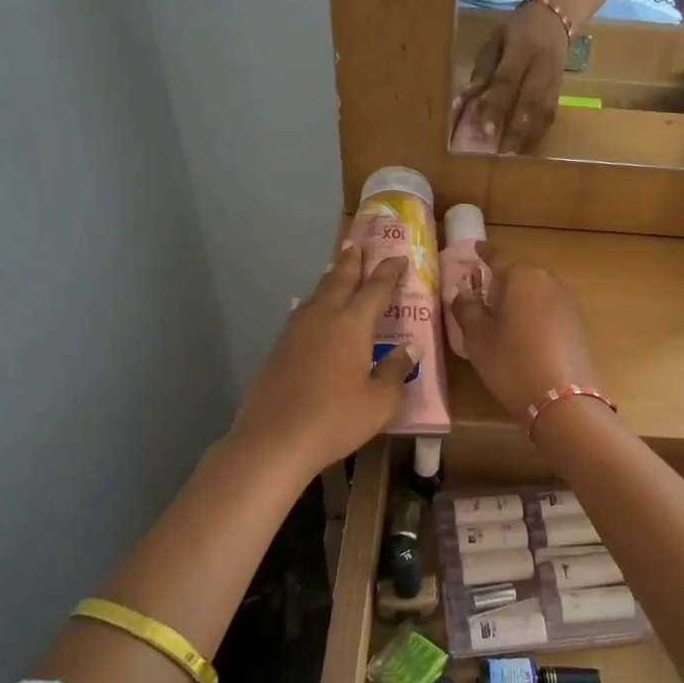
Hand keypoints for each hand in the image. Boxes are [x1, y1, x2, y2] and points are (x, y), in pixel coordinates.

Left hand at [231, 242, 413, 476]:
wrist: (274, 439)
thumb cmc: (336, 419)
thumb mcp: (380, 401)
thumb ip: (395, 371)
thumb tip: (409, 349)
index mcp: (353, 323)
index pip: (376, 288)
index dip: (389, 271)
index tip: (399, 257)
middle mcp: (324, 316)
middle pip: (340, 279)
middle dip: (352, 261)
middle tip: (357, 243)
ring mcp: (296, 330)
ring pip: (317, 293)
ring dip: (331, 277)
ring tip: (336, 268)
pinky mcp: (279, 347)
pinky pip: (302, 312)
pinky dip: (315, 302)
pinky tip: (313, 311)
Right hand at [449, 244, 600, 418]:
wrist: (563, 400)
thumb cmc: (511, 363)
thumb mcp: (477, 338)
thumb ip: (466, 309)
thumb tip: (462, 293)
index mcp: (521, 276)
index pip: (498, 256)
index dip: (483, 253)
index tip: (474, 249)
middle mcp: (548, 280)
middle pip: (520, 272)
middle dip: (501, 278)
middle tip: (482, 290)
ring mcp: (567, 302)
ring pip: (537, 290)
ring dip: (519, 297)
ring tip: (502, 314)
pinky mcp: (578, 324)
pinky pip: (549, 308)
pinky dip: (534, 313)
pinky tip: (524, 332)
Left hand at [456, 1, 567, 152]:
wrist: (555, 17)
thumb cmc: (516, 31)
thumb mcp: (494, 41)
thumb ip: (481, 72)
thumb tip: (463, 101)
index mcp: (521, 48)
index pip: (507, 81)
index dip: (496, 106)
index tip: (485, 131)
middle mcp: (542, 66)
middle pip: (531, 101)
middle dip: (516, 129)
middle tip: (502, 154)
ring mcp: (555, 80)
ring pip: (544, 112)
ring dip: (529, 136)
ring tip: (513, 156)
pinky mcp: (561, 90)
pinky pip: (551, 115)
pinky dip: (538, 133)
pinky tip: (526, 147)